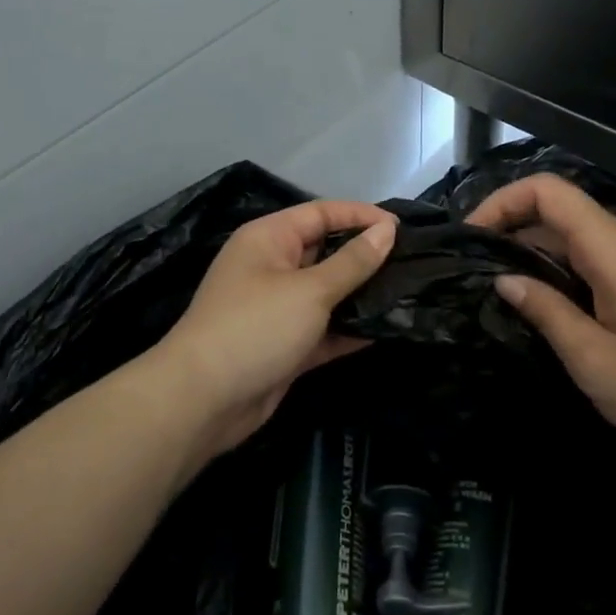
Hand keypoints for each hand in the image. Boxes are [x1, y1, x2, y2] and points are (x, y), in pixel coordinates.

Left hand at [151, 200, 396, 456]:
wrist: (203, 401)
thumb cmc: (256, 327)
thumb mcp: (310, 290)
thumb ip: (353, 261)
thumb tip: (387, 229)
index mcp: (269, 238)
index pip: (321, 213)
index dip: (361, 216)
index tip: (402, 228)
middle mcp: (272, 267)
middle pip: (325, 251)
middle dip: (365, 255)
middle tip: (412, 261)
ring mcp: (277, 308)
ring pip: (327, 292)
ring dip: (361, 294)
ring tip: (408, 292)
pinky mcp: (284, 345)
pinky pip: (324, 328)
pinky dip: (349, 329)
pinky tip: (387, 330)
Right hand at [467, 174, 615, 460]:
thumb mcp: (598, 363)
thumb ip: (547, 314)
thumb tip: (506, 281)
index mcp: (612, 249)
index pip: (548, 191)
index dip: (502, 201)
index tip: (470, 238)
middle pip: (560, 212)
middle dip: (511, 232)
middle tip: (475, 276)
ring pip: (580, 239)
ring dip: (538, 256)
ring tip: (506, 296)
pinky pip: (602, 261)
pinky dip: (567, 272)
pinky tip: (557, 311)